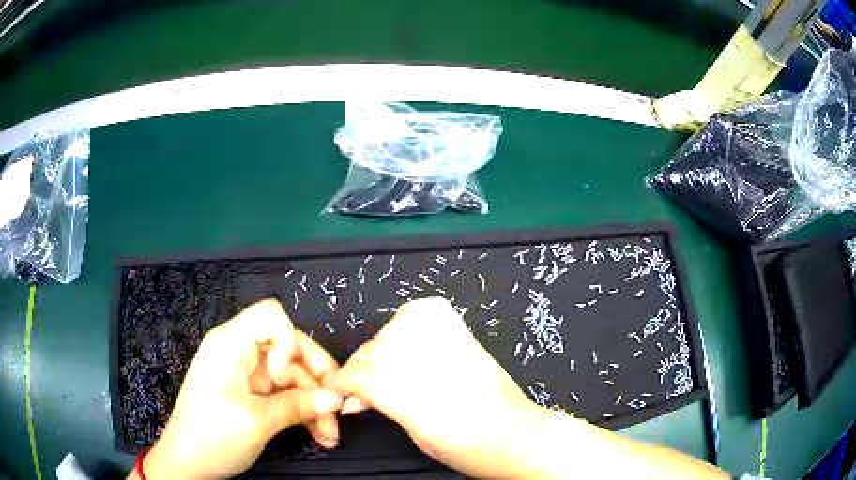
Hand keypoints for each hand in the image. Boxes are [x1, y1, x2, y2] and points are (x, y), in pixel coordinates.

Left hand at [138, 299, 343, 479]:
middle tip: (338, 409)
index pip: (271, 316)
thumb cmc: (213, 436)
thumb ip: (298, 406)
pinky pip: (284, 394)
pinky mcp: (251, 394)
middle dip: (316, 380)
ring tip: (330, 435)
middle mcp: (239, 352)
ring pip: (292, 377)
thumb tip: (337, 398)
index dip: (289, 342)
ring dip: (314, 404)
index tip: (287, 378)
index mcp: (230, 344)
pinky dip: (302, 411)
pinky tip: (319, 434)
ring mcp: (246, 374)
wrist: (188, 464)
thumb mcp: (257, 422)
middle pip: (288, 349)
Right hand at [333, 297, 541, 477]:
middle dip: (362, 369)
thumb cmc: (463, 448)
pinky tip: (410, 340)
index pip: (357, 374)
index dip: (343, 383)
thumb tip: (354, 396)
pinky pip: (420, 312)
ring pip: (390, 329)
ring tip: (391, 369)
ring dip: (383, 348)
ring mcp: (444, 339)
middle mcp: (423, 360)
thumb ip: (381, 404)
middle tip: (365, 388)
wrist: (512, 435)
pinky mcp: (461, 329)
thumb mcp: (412, 432)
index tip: (340, 389)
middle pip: (372, 352)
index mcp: (408, 394)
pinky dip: (408, 322)